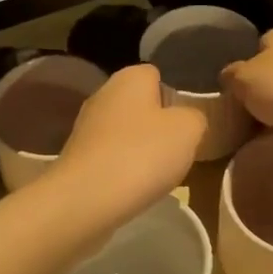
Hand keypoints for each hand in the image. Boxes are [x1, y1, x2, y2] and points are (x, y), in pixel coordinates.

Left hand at [55, 65, 205, 223]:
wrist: (86, 198)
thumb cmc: (142, 153)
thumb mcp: (189, 130)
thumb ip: (195, 116)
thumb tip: (188, 118)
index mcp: (130, 76)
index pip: (158, 75)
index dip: (176, 96)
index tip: (188, 123)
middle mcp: (104, 92)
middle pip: (141, 104)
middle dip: (158, 124)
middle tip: (178, 150)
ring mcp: (86, 124)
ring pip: (125, 131)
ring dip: (140, 148)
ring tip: (157, 173)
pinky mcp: (77, 154)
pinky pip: (110, 154)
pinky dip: (122, 167)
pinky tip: (133, 186)